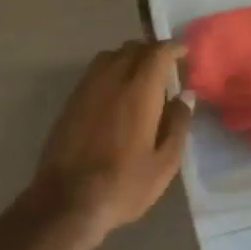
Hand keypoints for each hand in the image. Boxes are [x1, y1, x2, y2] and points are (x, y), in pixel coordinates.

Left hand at [32, 40, 191, 233]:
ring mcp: (86, 89)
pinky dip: (110, 70)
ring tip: (141, 75)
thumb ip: (177, 125)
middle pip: (132, 49)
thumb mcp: (163, 163)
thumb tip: (184, 97)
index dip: (172, 48)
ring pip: (109, 57)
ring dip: (128, 57)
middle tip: (166, 65)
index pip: (157, 53)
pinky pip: (94, 72)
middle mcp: (111, 80)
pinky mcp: (71, 102)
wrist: (66, 201)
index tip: (183, 52)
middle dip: (151, 51)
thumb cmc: (123, 185)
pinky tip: (117, 91)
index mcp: (138, 91)